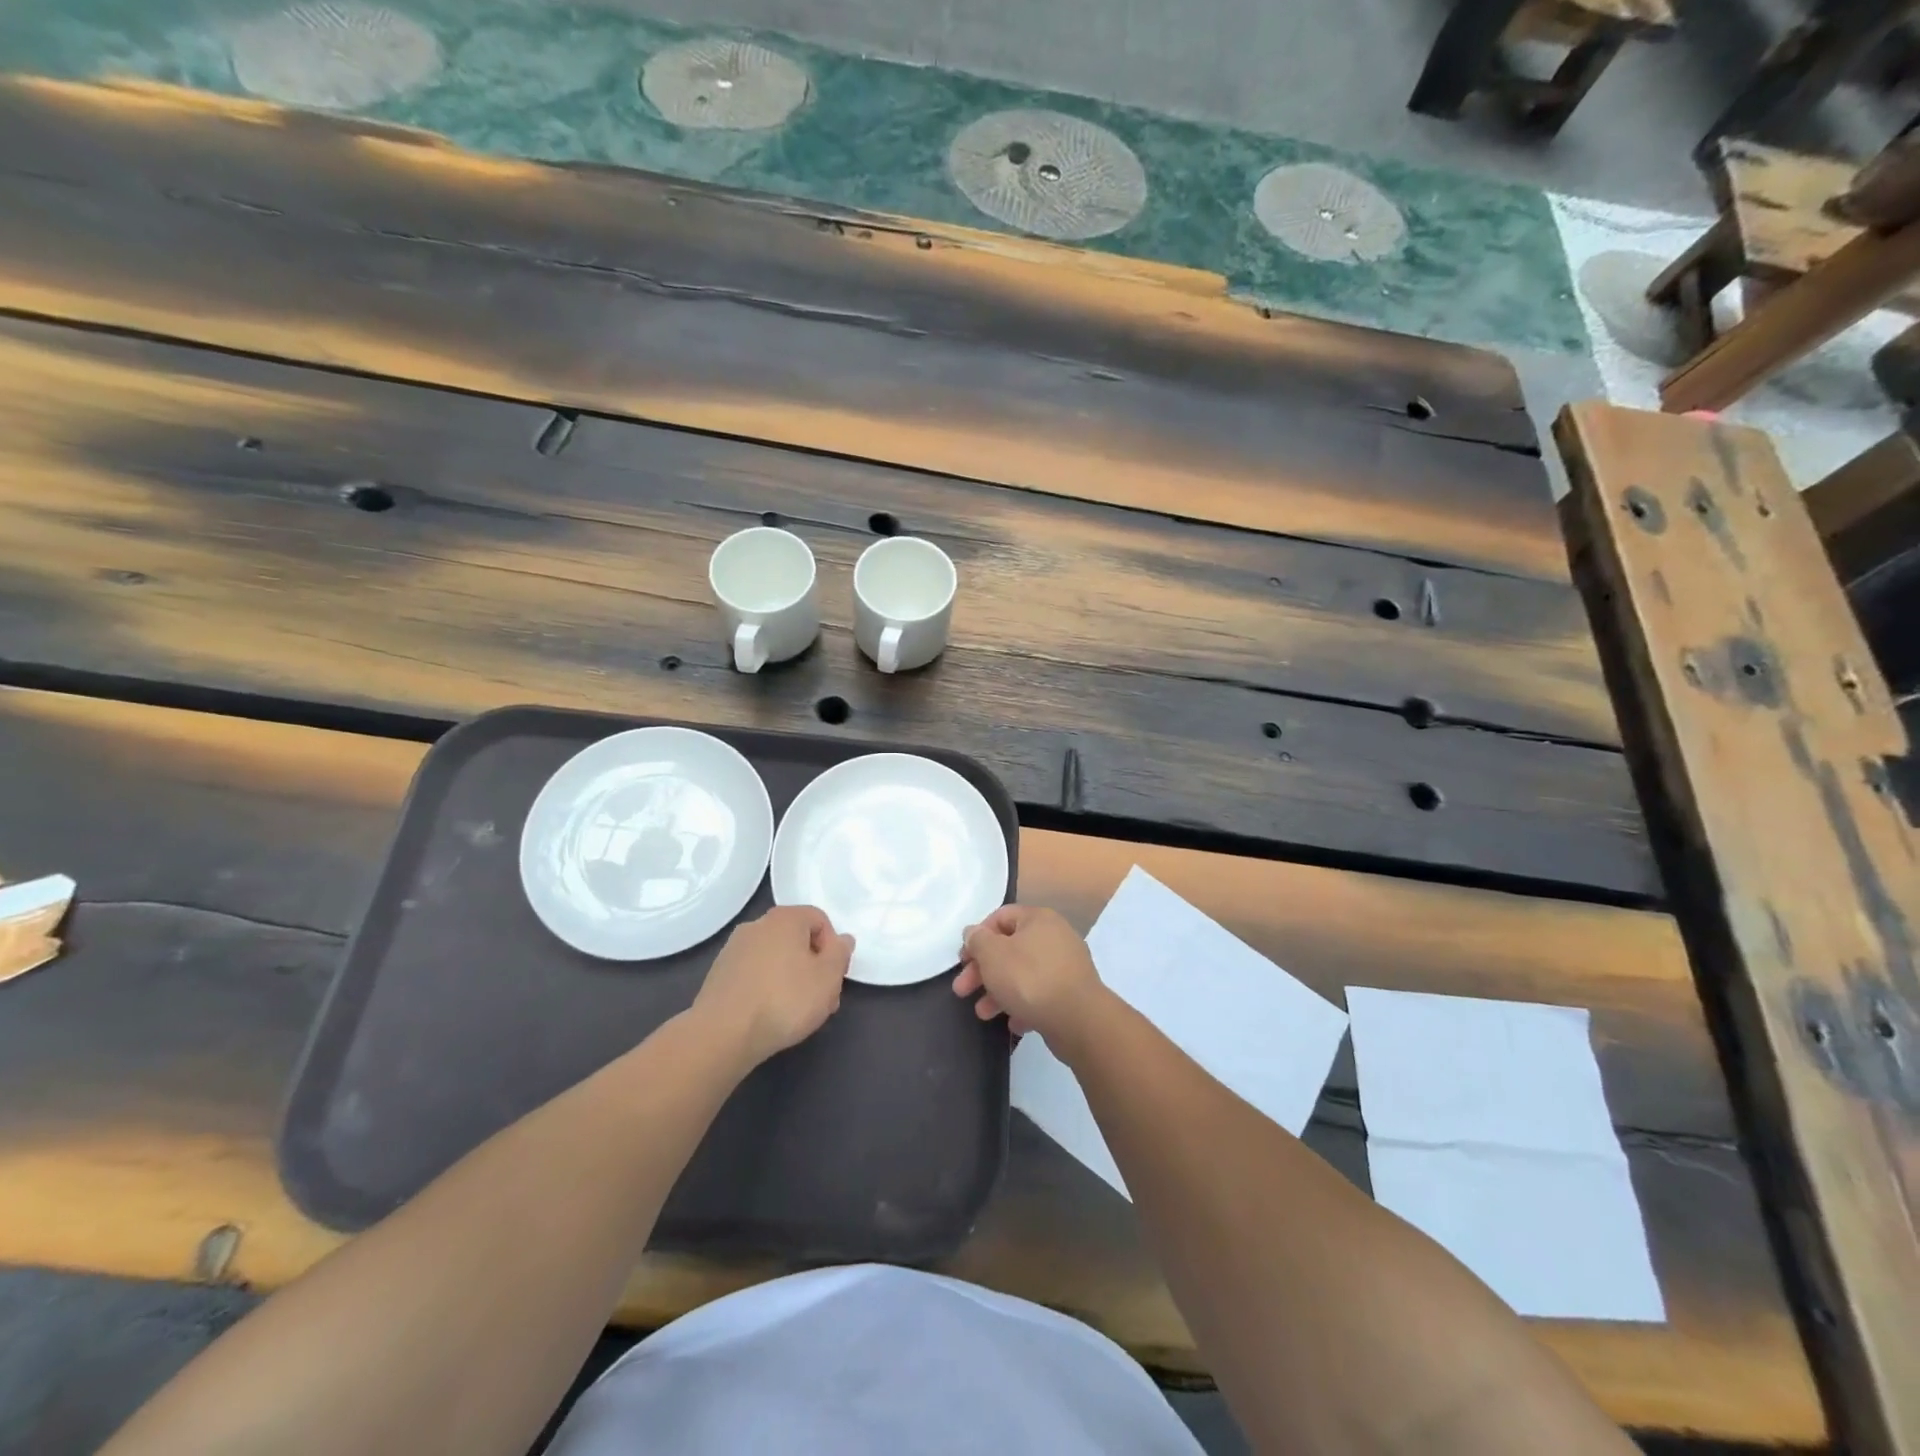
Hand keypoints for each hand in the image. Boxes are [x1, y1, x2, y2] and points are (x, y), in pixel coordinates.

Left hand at [693, 906, 853, 1067]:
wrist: (723, 1034)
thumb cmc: (785, 1000)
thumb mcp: (828, 977)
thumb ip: (840, 953)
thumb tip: (842, 939)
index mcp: (785, 918)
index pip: (820, 920)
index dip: (833, 948)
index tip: (833, 977)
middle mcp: (757, 924)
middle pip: (797, 938)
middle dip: (813, 965)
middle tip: (821, 999)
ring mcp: (734, 948)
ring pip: (775, 957)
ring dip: (791, 977)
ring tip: (796, 1012)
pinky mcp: (719, 973)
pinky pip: (754, 973)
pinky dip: (767, 986)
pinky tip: (769, 1014)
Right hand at [953, 904, 1106, 1045]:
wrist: (1078, 1020)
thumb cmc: (1030, 979)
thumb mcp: (993, 955)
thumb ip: (978, 940)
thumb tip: (974, 933)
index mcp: (1038, 919)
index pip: (1000, 917)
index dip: (977, 936)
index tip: (963, 960)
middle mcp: (1055, 937)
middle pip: (1010, 948)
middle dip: (983, 971)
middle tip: (962, 991)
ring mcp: (1066, 966)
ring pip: (1023, 974)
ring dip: (999, 992)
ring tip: (983, 1014)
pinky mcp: (1072, 994)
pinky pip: (1040, 995)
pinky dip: (1023, 1006)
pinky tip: (1014, 1023)